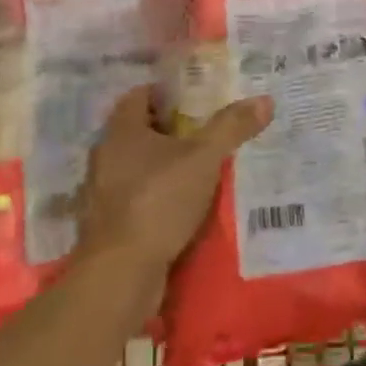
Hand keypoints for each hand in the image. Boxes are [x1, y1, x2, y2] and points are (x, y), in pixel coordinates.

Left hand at [78, 85, 272, 277]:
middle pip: (138, 132)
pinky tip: (183, 206)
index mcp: (121, 133)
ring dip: (163, 166)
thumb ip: (232, 127)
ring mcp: (101, 194)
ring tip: (200, 168)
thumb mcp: (204, 158)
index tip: (196, 97)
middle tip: (207, 130)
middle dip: (171, 130)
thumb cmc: (159, 201)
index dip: (166, 93)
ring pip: (136, 167)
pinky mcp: (106, 226)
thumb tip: (264, 99)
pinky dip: (157, 196)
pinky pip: (135, 198)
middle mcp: (104, 157)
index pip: (138, 96)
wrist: (121, 273)